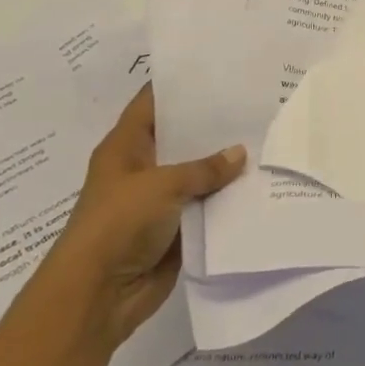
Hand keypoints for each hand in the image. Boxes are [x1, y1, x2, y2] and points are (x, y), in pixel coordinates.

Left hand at [50, 85, 245, 346]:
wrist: (96, 298)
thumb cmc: (117, 225)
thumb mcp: (161, 185)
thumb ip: (203, 168)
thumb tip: (240, 153)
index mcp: (126, 146)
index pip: (154, 102)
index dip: (182, 84)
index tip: (219, 68)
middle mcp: (142, 167)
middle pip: (181, 136)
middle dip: (214, 123)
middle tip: (256, 100)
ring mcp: (159, 200)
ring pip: (198, 173)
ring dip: (225, 164)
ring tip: (267, 136)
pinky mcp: (176, 229)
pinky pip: (206, 206)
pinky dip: (227, 198)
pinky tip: (260, 182)